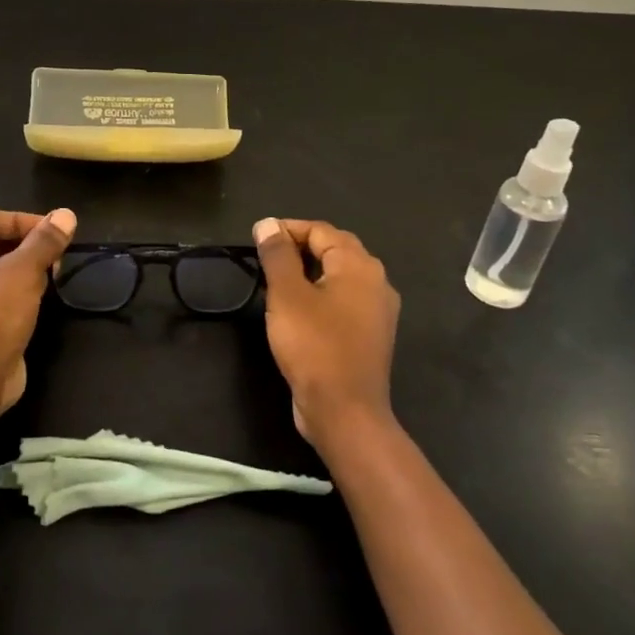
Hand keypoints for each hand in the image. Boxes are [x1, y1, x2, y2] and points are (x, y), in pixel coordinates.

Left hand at [0, 206, 76, 417]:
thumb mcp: (25, 270)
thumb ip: (45, 240)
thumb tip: (66, 214)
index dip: (20, 220)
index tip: (51, 232)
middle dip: (23, 246)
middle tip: (54, 256)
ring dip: (19, 272)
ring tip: (49, 279)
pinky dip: (9, 296)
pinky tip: (33, 306)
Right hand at [252, 218, 399, 449]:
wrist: (345, 411)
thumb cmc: (314, 346)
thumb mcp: (287, 295)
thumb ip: (277, 255)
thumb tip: (267, 224)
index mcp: (359, 266)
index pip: (321, 230)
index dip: (288, 229)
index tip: (257, 239)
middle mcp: (376, 282)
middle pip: (335, 249)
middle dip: (300, 247)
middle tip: (265, 257)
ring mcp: (377, 311)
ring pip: (340, 276)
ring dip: (309, 272)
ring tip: (277, 280)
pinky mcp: (370, 335)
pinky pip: (344, 301)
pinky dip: (320, 295)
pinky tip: (298, 309)